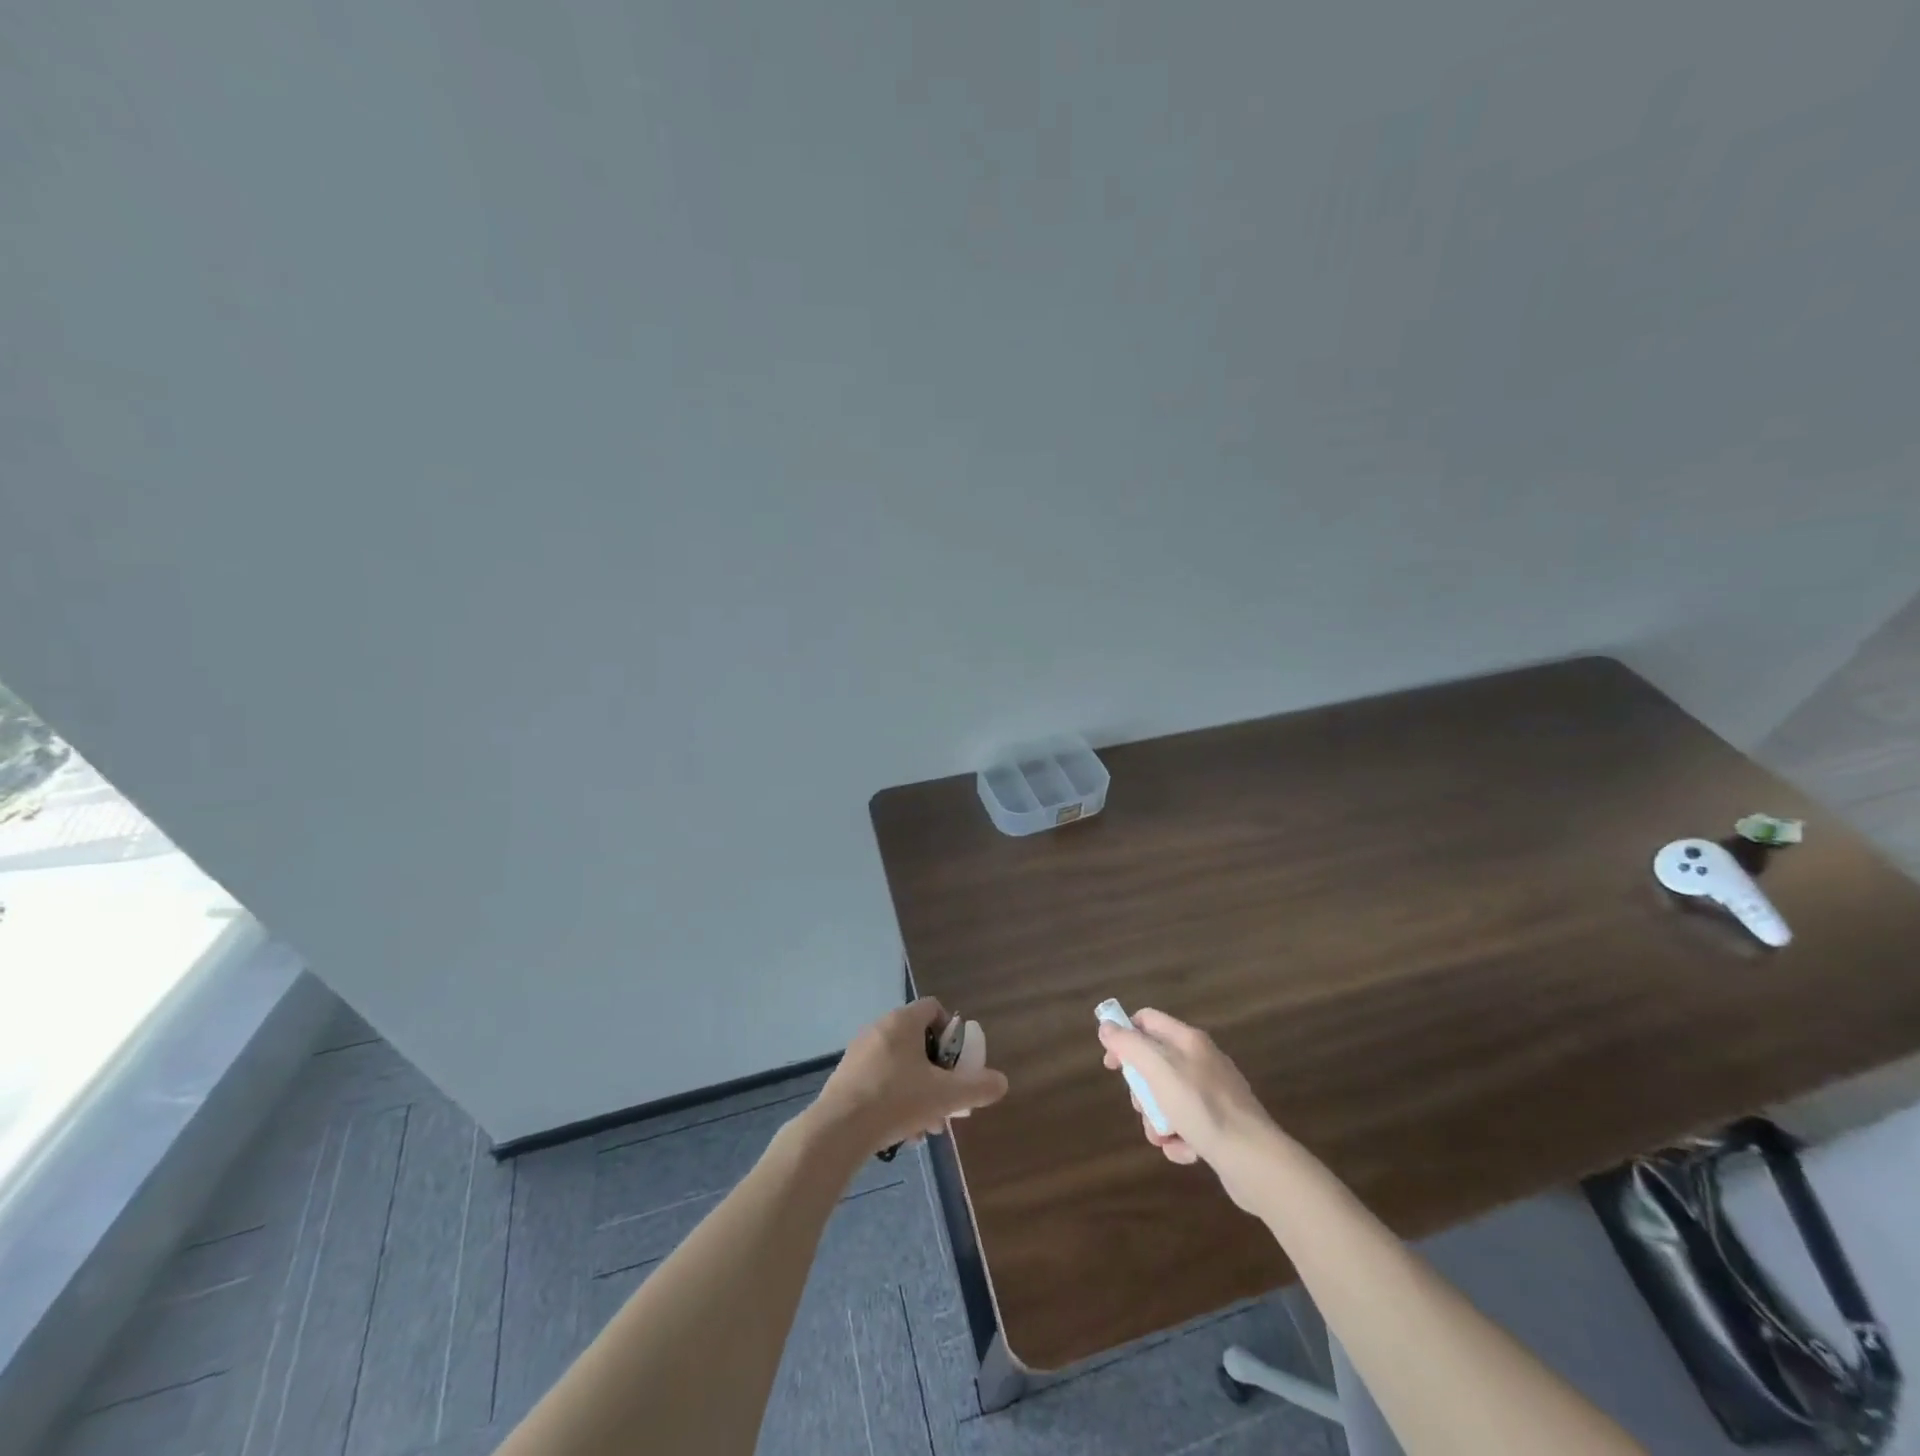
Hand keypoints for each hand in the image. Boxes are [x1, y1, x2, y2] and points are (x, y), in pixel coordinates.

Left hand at [810, 999, 1008, 1156]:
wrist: (839, 1129)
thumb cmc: (896, 1100)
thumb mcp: (945, 1096)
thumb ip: (977, 1087)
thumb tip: (1002, 1082)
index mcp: (903, 1022)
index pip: (933, 1008)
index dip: (951, 1031)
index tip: (957, 1062)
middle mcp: (879, 1028)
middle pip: (918, 1042)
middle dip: (937, 1073)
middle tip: (946, 1101)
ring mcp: (859, 1052)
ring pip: (900, 1066)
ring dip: (918, 1092)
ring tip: (927, 1128)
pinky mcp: (846, 1076)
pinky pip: (880, 1080)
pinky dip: (895, 1099)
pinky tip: (902, 1133)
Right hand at [1098, 1008, 1284, 1212]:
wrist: (1254, 1159)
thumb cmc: (1202, 1107)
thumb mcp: (1159, 1070)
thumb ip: (1130, 1045)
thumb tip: (1107, 1026)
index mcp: (1188, 1040)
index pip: (1146, 1020)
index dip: (1124, 1036)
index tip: (1112, 1065)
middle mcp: (1202, 1060)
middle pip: (1155, 1063)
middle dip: (1141, 1089)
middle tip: (1141, 1106)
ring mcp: (1214, 1093)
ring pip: (1168, 1098)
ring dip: (1157, 1119)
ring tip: (1163, 1137)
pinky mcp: (1221, 1124)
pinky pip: (1187, 1124)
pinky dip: (1179, 1138)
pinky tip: (1185, 1151)